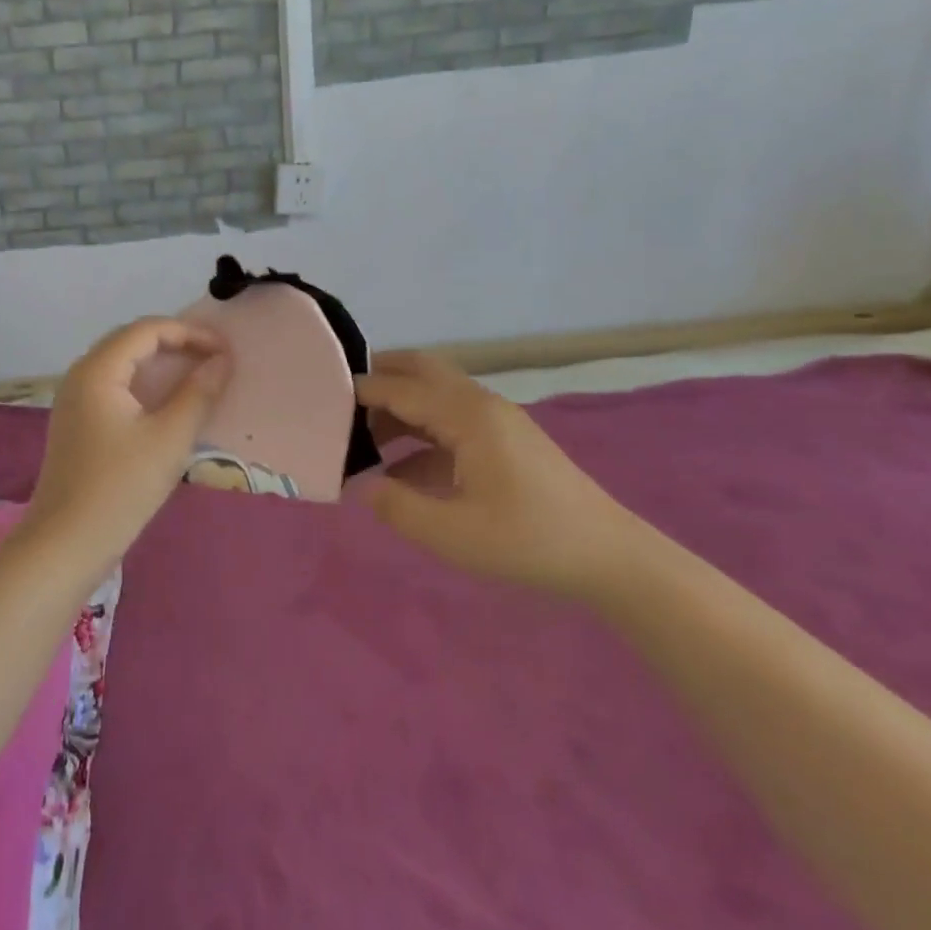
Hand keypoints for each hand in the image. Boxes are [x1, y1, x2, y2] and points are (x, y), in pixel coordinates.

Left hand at [26, 319, 231, 567]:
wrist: (65, 544)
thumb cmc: (120, 488)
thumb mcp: (169, 439)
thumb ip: (199, 394)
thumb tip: (222, 361)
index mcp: (97, 370)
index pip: (147, 330)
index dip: (190, 333)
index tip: (226, 350)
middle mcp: (80, 375)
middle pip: (131, 341)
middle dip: (176, 344)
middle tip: (215, 360)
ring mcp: (75, 400)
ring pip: (123, 365)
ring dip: (161, 365)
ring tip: (199, 377)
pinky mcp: (78, 423)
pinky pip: (115, 388)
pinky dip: (145, 386)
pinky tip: (168, 405)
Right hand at [355, 351, 643, 597]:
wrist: (610, 558)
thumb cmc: (529, 541)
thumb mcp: (453, 534)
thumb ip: (398, 507)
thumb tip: (363, 486)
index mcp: (466, 416)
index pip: (400, 388)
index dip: (359, 390)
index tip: (320, 397)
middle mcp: (480, 405)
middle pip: (422, 371)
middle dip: (380, 378)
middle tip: (340, 399)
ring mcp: (497, 421)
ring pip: (436, 395)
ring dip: (399, 407)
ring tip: (361, 438)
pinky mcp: (505, 441)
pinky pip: (451, 422)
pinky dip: (420, 432)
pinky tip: (400, 469)